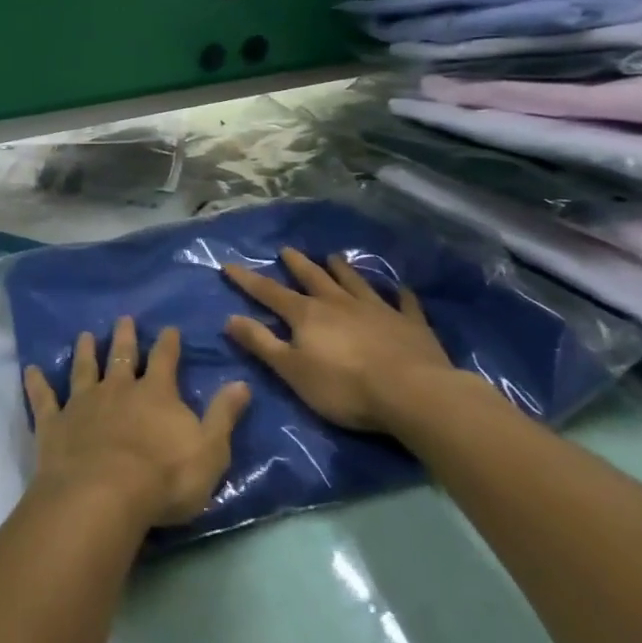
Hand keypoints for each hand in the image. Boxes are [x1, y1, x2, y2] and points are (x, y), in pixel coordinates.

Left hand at [23, 317, 250, 530]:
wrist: (103, 495)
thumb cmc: (164, 477)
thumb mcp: (209, 450)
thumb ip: (224, 415)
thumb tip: (241, 382)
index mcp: (156, 394)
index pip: (166, 360)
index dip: (169, 344)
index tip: (169, 328)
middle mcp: (118, 389)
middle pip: (122, 356)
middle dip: (125, 337)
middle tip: (124, 319)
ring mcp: (83, 403)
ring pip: (84, 369)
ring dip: (85, 351)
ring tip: (85, 334)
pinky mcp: (55, 423)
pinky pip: (44, 398)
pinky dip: (37, 383)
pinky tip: (30, 370)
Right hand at [221, 247, 454, 432]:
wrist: (412, 393)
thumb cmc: (344, 387)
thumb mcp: (292, 370)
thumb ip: (261, 343)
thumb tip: (230, 318)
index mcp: (307, 315)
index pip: (270, 293)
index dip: (248, 280)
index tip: (229, 265)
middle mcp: (339, 303)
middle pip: (313, 278)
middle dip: (297, 264)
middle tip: (287, 249)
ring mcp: (377, 309)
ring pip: (355, 282)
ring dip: (343, 269)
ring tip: (333, 256)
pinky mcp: (410, 324)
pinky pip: (404, 303)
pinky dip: (400, 295)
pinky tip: (401, 289)